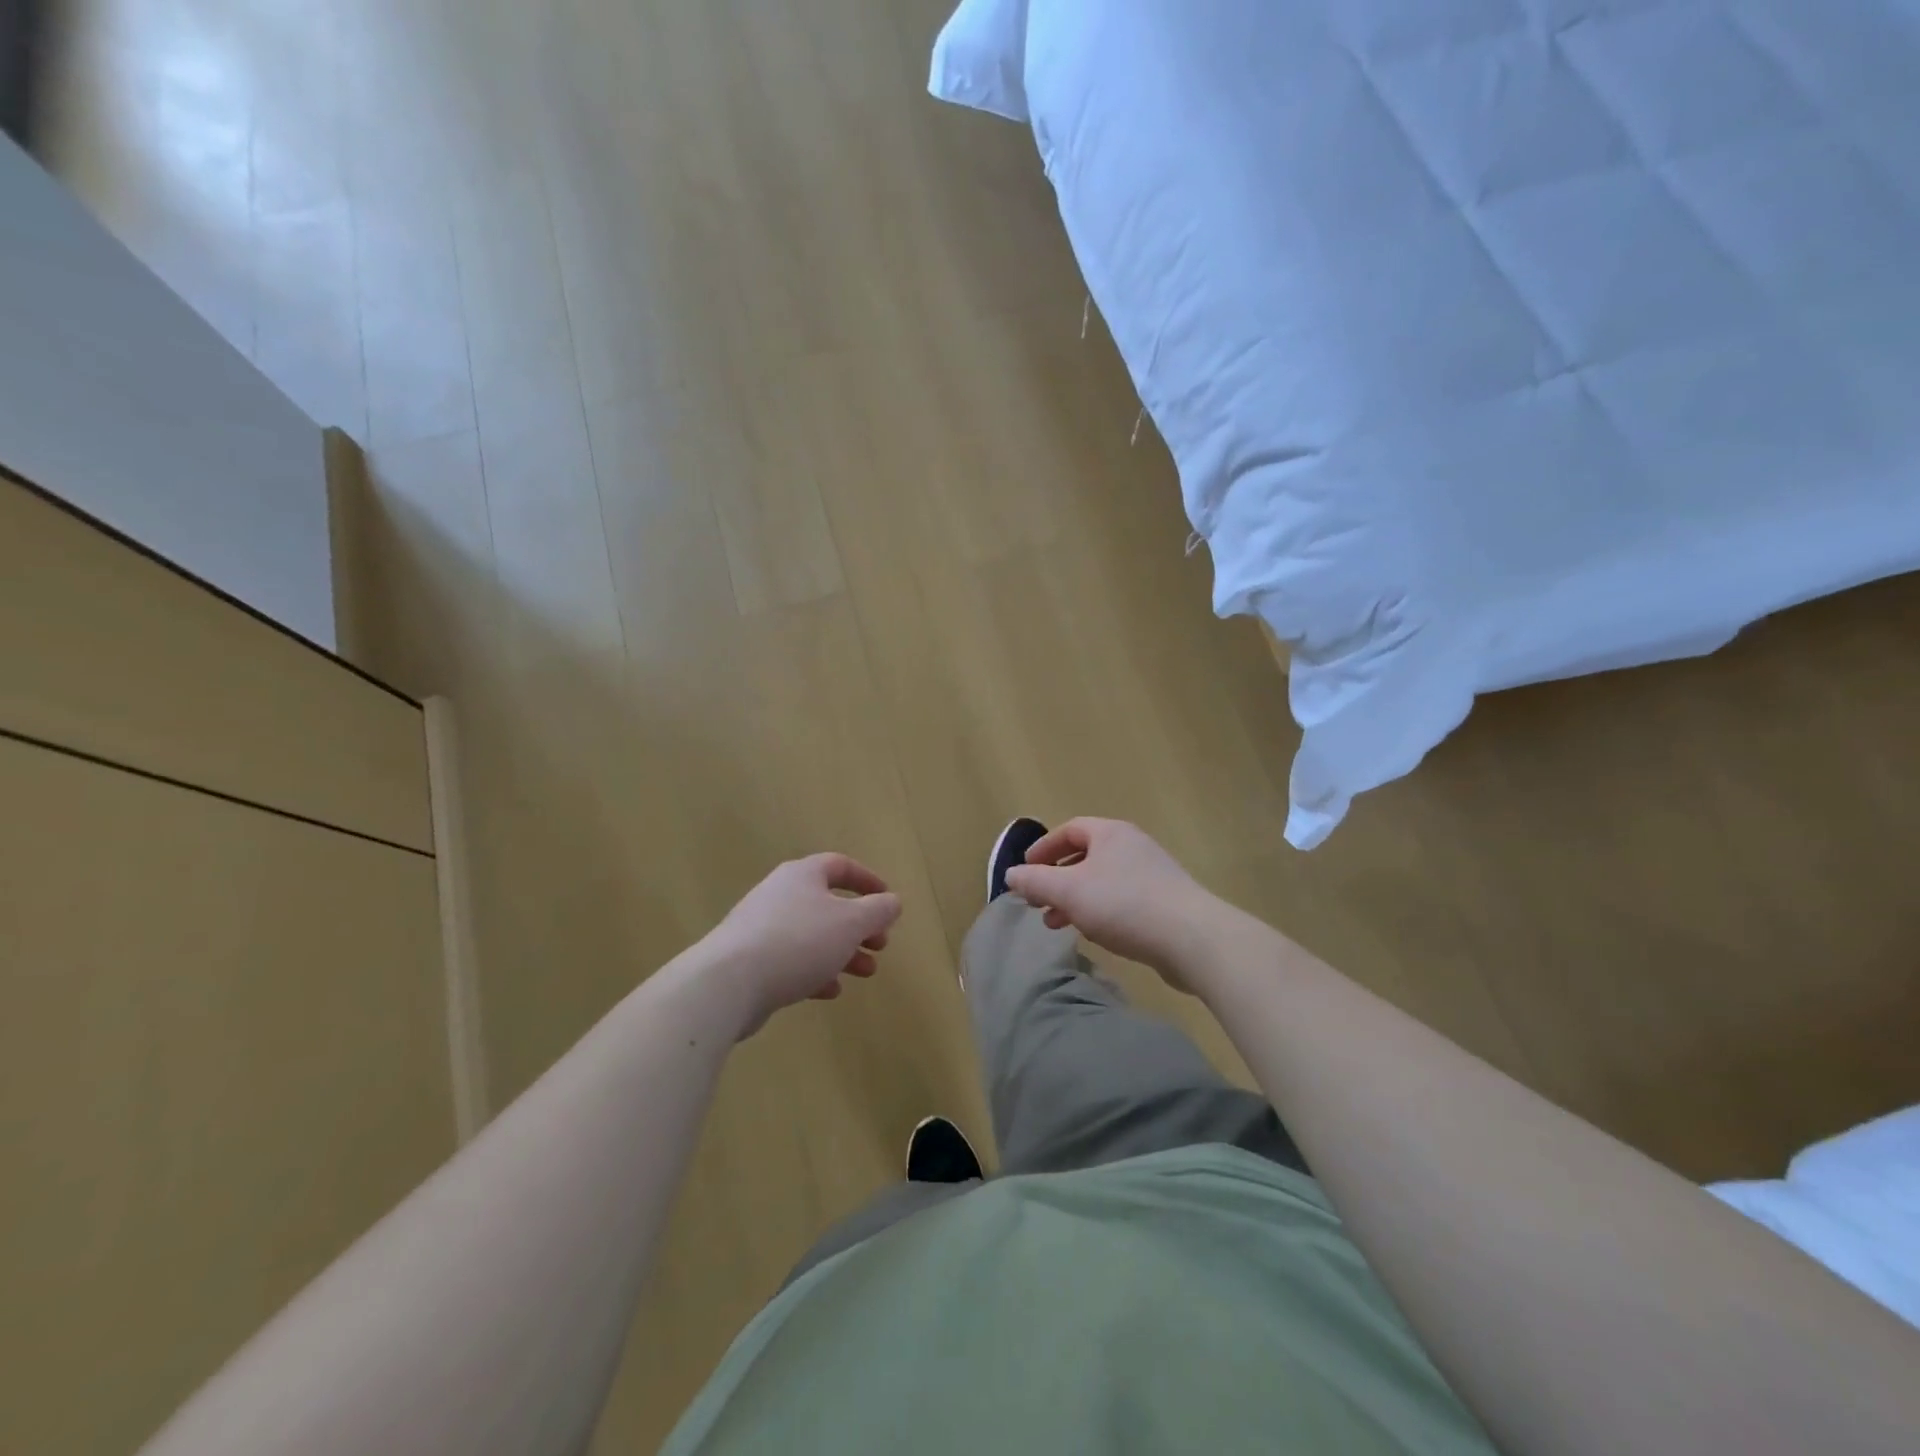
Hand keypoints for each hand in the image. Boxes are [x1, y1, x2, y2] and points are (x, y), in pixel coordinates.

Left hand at [700, 854, 901, 1038]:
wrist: (727, 983)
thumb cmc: (798, 942)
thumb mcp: (851, 923)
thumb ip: (877, 911)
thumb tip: (892, 902)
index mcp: (803, 875)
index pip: (840, 866)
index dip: (868, 881)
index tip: (888, 902)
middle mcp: (780, 894)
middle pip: (828, 903)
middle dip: (859, 925)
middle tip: (880, 945)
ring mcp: (761, 927)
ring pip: (812, 934)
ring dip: (842, 951)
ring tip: (865, 972)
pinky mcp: (749, 960)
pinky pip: (791, 959)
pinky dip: (815, 971)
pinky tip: (830, 991)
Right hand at [1004, 818, 1216, 986]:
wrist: (1192, 938)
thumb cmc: (1124, 904)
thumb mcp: (1069, 891)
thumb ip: (1036, 881)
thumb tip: (1011, 874)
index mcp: (1111, 833)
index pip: (1070, 829)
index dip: (1044, 848)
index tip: (1025, 870)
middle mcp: (1132, 846)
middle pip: (1085, 856)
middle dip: (1056, 879)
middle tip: (1037, 902)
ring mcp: (1152, 874)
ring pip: (1102, 881)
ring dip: (1075, 899)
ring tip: (1056, 924)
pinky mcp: (1164, 903)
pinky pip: (1121, 900)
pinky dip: (1099, 911)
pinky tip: (1092, 933)